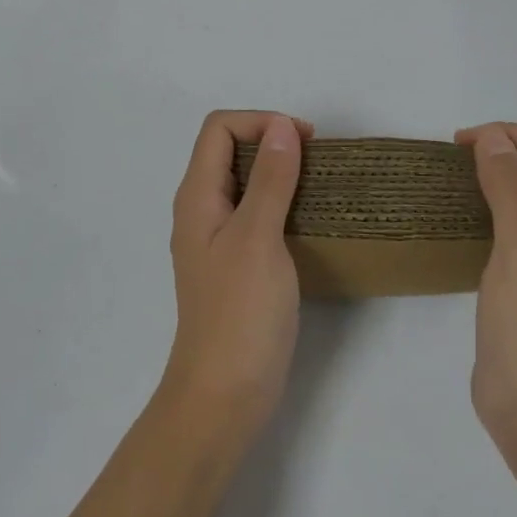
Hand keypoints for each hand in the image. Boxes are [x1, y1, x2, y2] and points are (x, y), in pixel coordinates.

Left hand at [162, 110, 310, 443]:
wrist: (224, 395)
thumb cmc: (240, 313)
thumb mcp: (258, 237)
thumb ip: (270, 179)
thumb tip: (282, 126)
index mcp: (197, 197)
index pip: (219, 129)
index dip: (260, 121)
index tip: (303, 141)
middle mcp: (201, 210)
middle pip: (230, 150)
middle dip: (272, 142)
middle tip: (316, 160)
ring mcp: (218, 239)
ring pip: (245, 183)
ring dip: (280, 173)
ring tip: (319, 186)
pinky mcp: (237, 264)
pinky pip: (256, 214)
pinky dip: (281, 203)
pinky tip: (309, 220)